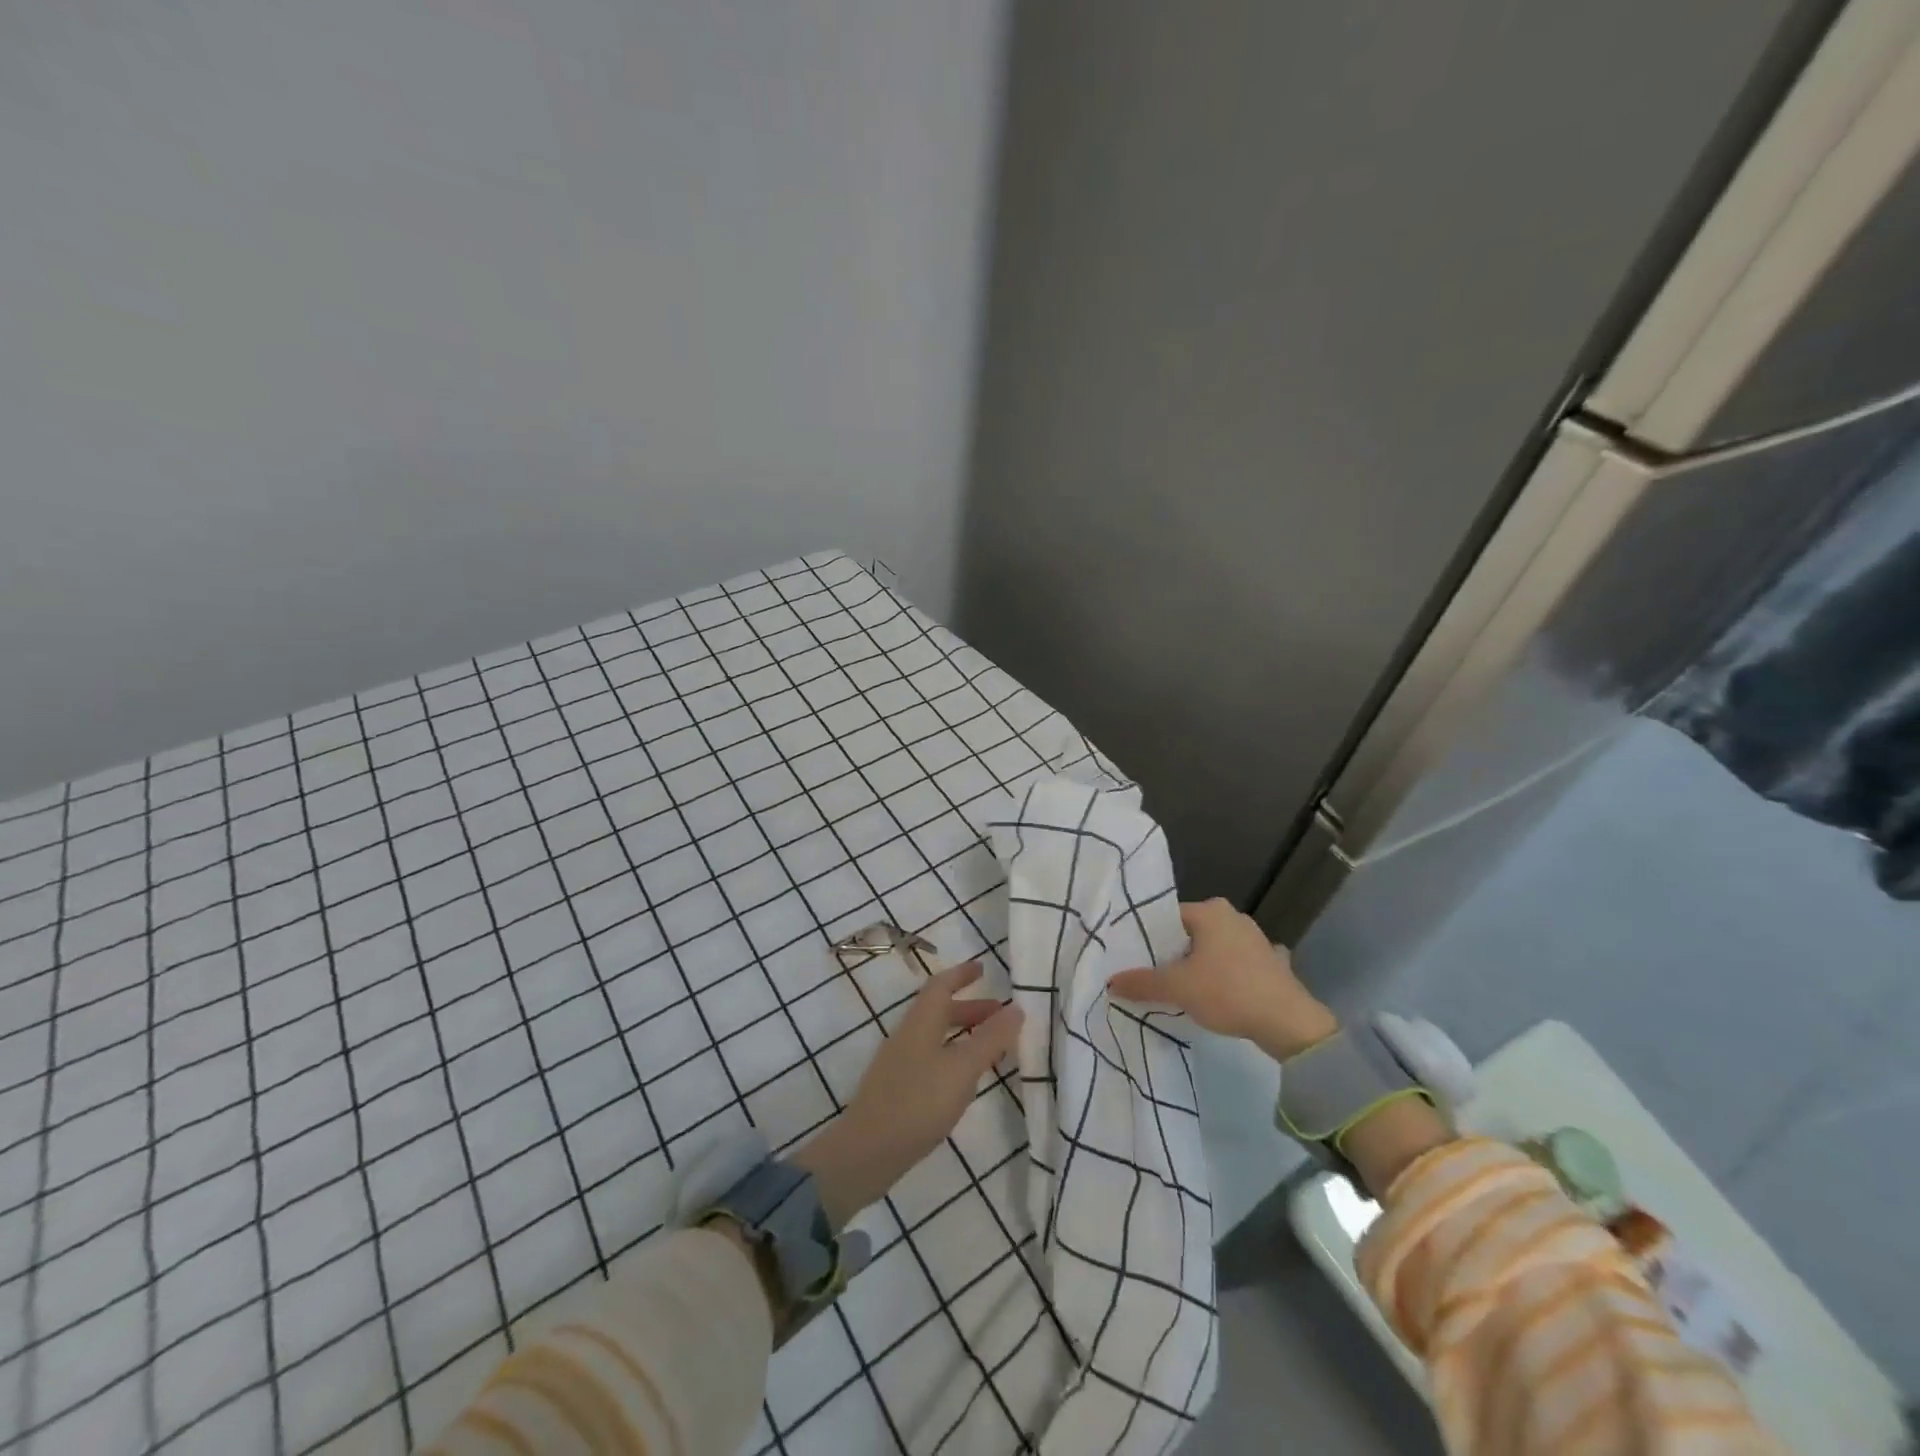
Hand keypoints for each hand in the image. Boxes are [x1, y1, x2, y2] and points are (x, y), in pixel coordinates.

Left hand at [794, 961, 1022, 1227]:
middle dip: (970, 1008)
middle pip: (939, 1011)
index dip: (961, 974)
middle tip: (1000, 1015)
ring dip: (964, 1034)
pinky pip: (932, 1059)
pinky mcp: (898, 1090)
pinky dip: (954, 1057)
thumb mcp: (962, 1069)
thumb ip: (990, 1039)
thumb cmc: (917, 1102)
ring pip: (936, 1037)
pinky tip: (966, 1081)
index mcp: (920, 1022)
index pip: (941, 986)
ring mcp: (900, 1064)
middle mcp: (908, 1036)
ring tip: (991, 1049)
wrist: (866, 1152)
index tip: (983, 967)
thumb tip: (1016, 1007)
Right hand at [1107, 898, 1337, 1060]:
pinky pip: (1236, 965)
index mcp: (1210, 911)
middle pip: (1189, 934)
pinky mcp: (1271, 962)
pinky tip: (1218, 995)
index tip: (1134, 959)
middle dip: (1173, 954)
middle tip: (1152, 976)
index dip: (1149, 939)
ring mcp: (1256, 938)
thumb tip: (1110, 981)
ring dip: (1199, 966)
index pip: (1167, 918)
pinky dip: (1224, 976)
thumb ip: (1142, 982)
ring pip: (1213, 949)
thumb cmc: (1228, 992)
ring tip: (1180, 989)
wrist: (1289, 1023)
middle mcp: (1233, 916)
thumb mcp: (1177, 988)